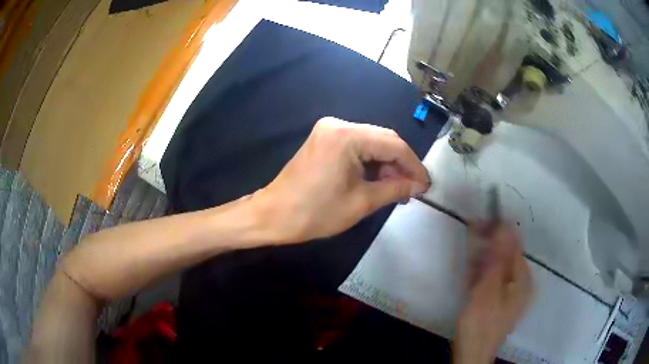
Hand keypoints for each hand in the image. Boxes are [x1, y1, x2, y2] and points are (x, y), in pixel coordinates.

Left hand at [251, 117, 430, 243]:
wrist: (273, 215)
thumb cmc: (315, 213)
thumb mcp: (361, 203)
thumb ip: (395, 189)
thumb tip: (419, 185)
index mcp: (346, 136)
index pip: (393, 145)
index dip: (414, 165)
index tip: (426, 185)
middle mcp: (338, 124)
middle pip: (383, 140)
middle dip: (401, 165)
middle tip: (412, 190)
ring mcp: (329, 130)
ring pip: (371, 143)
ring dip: (386, 165)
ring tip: (396, 190)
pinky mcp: (324, 139)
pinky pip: (357, 146)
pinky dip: (370, 163)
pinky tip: (378, 181)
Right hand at [454, 222, 532, 363]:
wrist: (473, 353)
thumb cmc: (481, 322)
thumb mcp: (488, 289)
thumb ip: (497, 257)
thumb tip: (504, 226)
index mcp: (522, 277)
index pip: (513, 244)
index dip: (497, 231)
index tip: (478, 222)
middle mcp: (521, 281)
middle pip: (506, 254)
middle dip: (488, 245)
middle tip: (470, 240)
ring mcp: (511, 292)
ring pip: (498, 266)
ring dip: (483, 259)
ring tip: (469, 262)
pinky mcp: (500, 299)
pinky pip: (493, 278)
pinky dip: (482, 274)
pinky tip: (472, 278)